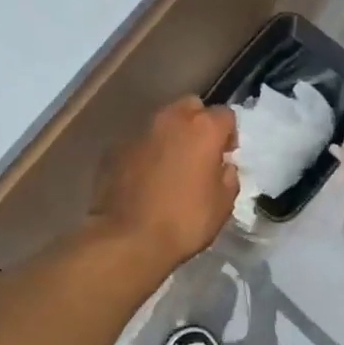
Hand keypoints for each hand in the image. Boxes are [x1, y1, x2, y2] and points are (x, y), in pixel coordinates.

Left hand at [90, 96, 237, 268]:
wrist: (128, 238)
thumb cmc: (184, 221)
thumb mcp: (223, 204)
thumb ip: (228, 176)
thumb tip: (223, 166)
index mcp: (203, 128)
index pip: (225, 114)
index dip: (228, 135)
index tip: (224, 156)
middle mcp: (170, 119)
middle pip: (191, 106)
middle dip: (198, 123)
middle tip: (198, 153)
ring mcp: (139, 131)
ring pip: (162, 121)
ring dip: (170, 136)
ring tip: (170, 165)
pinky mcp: (115, 147)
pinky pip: (139, 141)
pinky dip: (146, 151)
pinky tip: (145, 177)